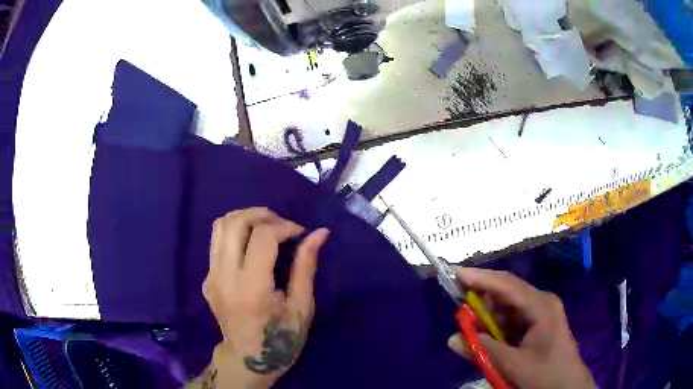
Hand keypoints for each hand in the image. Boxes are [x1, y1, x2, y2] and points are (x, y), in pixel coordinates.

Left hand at [198, 208, 329, 388]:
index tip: (300, 234)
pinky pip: (217, 242)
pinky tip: (251, 246)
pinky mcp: (207, 279)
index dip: (284, 226)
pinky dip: (236, 233)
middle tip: (282, 224)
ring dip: (245, 218)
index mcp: (252, 288)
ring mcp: (211, 277)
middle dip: (261, 214)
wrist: (246, 360)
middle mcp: (225, 277)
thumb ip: (306, 267)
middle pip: (234, 223)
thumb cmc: (280, 340)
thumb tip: (319, 233)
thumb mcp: (301, 308)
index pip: (262, 237)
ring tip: (266, 227)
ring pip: (220, 226)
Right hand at [447, 268, 595, 388]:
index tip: (454, 273)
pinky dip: (494, 327)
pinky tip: (483, 337)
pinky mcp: (536, 325)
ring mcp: (539, 313)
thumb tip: (452, 338)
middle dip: (480, 297)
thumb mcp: (512, 365)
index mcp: (540, 305)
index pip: (506, 284)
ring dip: (486, 316)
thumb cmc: (545, 374)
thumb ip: (482, 350)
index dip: (480, 277)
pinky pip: (510, 320)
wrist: (567, 386)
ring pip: (506, 308)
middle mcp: (540, 302)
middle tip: (455, 301)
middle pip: (505, 292)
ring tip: (467, 326)